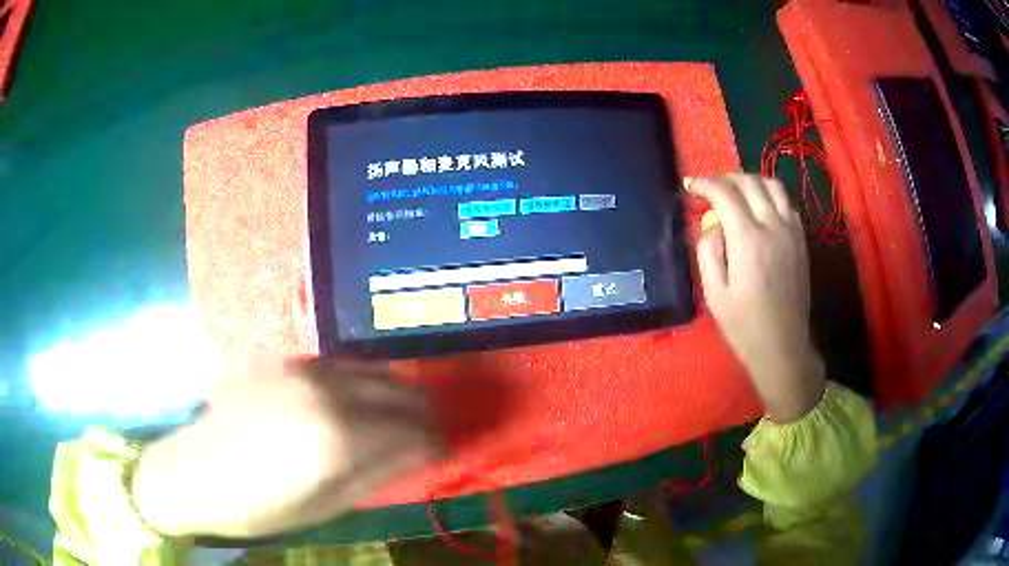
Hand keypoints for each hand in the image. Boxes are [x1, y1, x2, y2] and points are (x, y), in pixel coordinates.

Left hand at [131, 358, 441, 538]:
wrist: (192, 472)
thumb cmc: (259, 506)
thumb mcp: (326, 505)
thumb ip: (377, 474)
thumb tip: (422, 453)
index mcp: (338, 436)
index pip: (411, 430)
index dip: (435, 439)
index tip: (444, 447)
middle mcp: (324, 390)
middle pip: (396, 389)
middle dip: (421, 410)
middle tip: (430, 428)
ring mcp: (298, 367)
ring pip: (369, 368)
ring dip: (393, 389)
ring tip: (401, 410)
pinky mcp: (279, 358)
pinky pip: (336, 364)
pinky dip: (360, 378)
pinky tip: (357, 394)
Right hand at [689, 174, 825, 422]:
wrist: (783, 346)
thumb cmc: (744, 325)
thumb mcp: (714, 293)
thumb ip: (708, 251)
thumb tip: (711, 225)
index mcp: (748, 240)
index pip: (725, 194)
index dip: (705, 184)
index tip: (691, 185)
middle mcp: (773, 227)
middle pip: (749, 182)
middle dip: (726, 178)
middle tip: (711, 189)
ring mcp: (791, 231)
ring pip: (772, 186)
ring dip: (750, 181)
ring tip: (736, 193)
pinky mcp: (801, 240)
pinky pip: (786, 203)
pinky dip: (769, 196)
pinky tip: (759, 210)